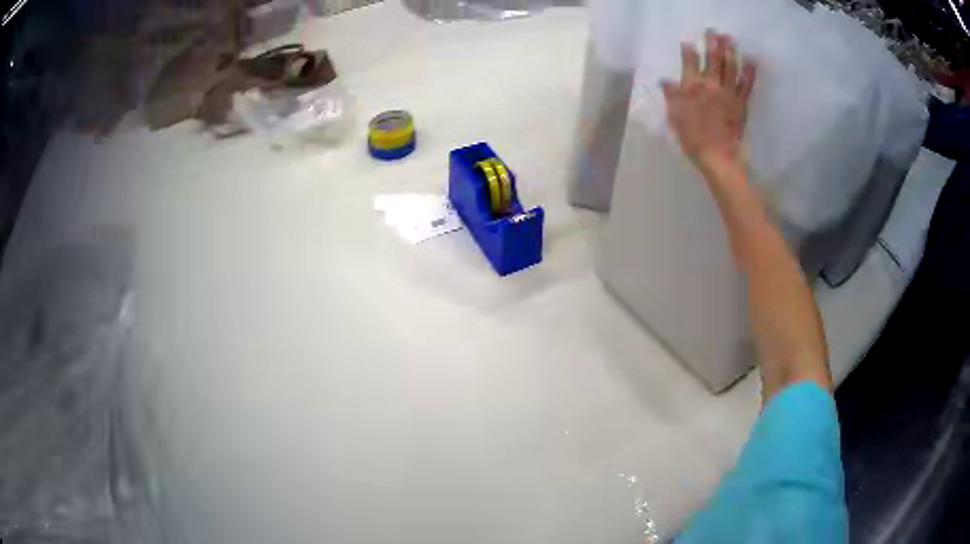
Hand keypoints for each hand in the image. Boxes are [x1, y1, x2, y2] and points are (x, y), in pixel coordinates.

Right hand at [662, 31, 756, 173]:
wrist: (717, 154)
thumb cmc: (692, 136)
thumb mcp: (675, 116)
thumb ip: (671, 96)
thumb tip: (665, 81)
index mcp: (691, 86)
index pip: (689, 62)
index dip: (688, 50)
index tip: (688, 41)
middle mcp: (710, 84)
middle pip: (712, 59)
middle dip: (712, 43)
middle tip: (713, 30)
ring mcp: (727, 92)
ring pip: (729, 67)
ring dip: (730, 51)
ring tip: (730, 39)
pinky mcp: (740, 103)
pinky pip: (746, 85)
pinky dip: (749, 73)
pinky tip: (751, 62)